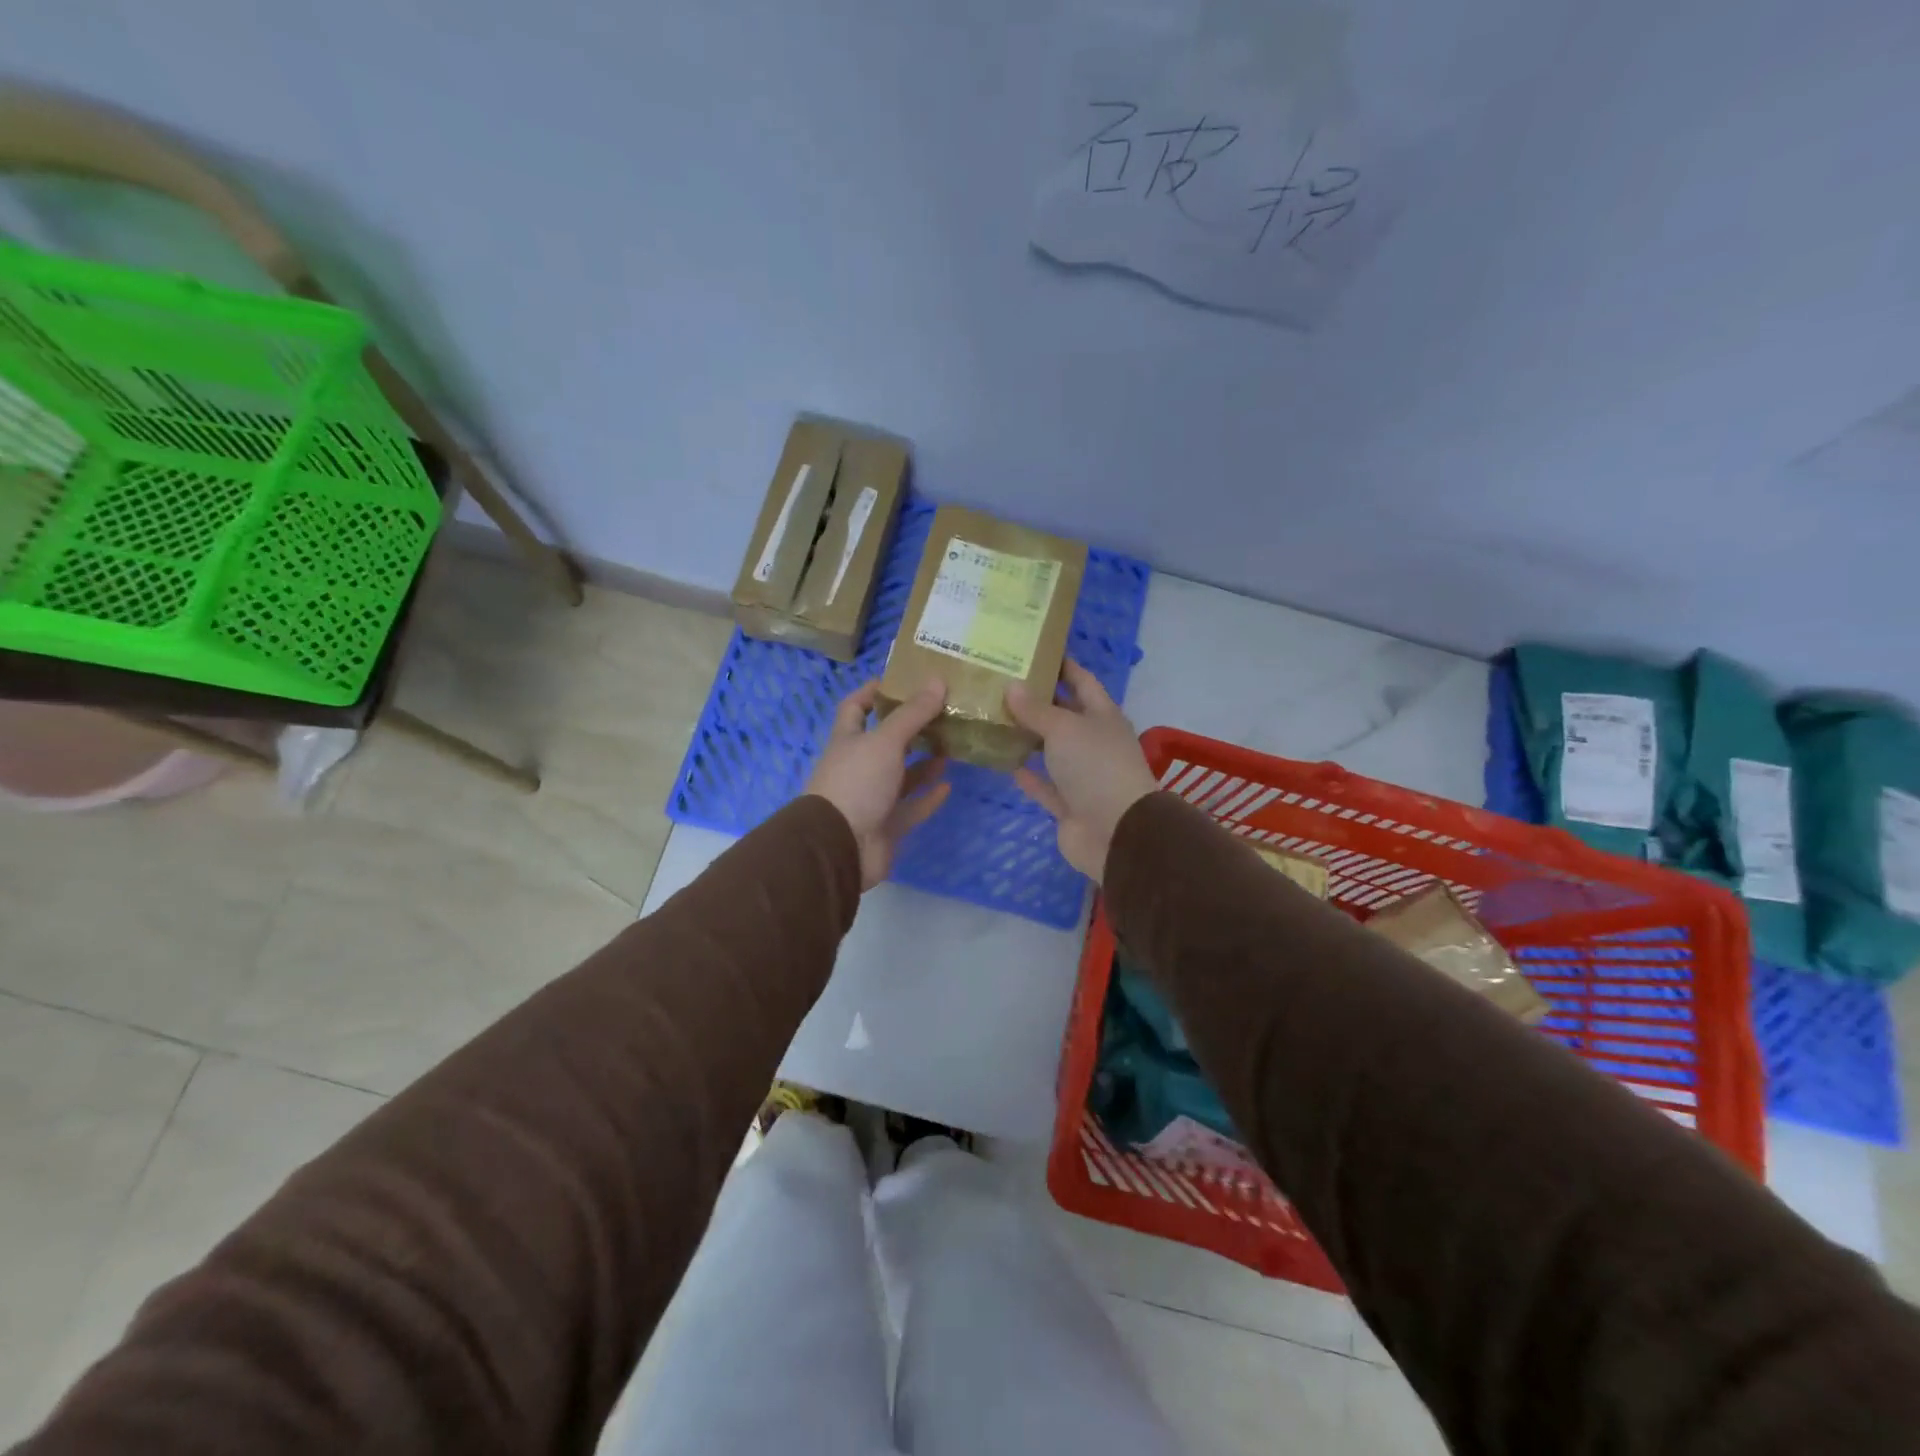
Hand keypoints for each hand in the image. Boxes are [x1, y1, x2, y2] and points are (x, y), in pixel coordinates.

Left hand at [806, 680, 951, 888]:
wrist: (840, 847)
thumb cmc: (857, 783)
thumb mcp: (885, 741)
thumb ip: (912, 714)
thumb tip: (937, 680)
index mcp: (848, 741)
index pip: (855, 708)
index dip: (873, 692)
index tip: (901, 680)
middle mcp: (859, 767)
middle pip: (885, 742)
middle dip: (911, 728)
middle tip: (942, 713)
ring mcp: (872, 798)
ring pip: (902, 775)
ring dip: (924, 763)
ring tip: (952, 746)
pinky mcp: (887, 825)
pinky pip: (912, 807)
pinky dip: (928, 797)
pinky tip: (949, 785)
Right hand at [1006, 659, 1157, 879]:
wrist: (1116, 832)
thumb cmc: (1095, 767)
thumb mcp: (1064, 728)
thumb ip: (1036, 709)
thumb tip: (1012, 686)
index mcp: (1103, 716)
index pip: (1082, 681)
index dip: (1062, 666)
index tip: (1035, 650)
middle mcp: (1094, 742)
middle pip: (1065, 715)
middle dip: (1038, 701)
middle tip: (1002, 683)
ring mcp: (1083, 776)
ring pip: (1052, 751)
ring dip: (1029, 738)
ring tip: (995, 718)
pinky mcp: (1069, 805)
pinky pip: (1046, 785)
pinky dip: (1028, 775)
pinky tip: (1004, 761)